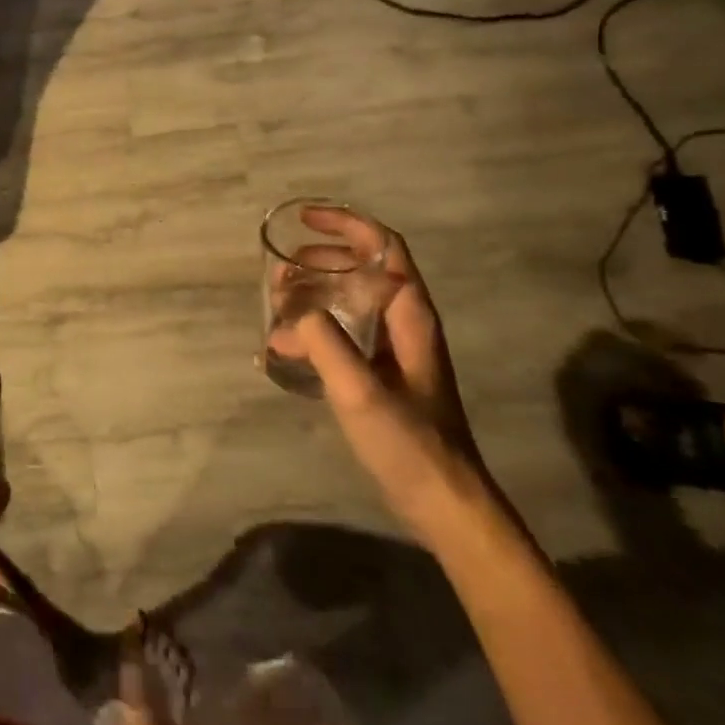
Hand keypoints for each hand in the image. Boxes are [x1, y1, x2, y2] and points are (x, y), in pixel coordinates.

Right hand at [268, 220, 494, 537]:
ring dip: (316, 291)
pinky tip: (290, 346)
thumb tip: (291, 317)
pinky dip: (316, 326)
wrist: (446, 503)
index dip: (345, 224)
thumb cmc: (409, 443)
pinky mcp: (384, 375)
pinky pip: (346, 331)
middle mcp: (405, 323)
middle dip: (320, 260)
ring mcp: (396, 350)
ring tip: (278, 302)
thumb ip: (324, 343)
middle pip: (364, 269)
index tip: (303, 221)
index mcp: (410, 315)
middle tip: (280, 270)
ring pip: (352, 300)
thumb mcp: (360, 389)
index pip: (383, 247)